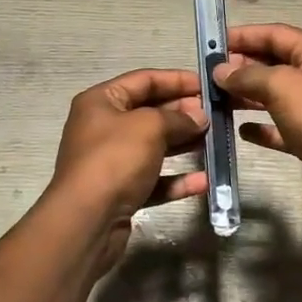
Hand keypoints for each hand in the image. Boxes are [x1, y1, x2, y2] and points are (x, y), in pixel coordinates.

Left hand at [44, 68, 208, 275]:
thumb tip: (199, 117)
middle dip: (183, 113)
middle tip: (215, 115)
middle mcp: (103, 128)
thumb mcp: (149, 127)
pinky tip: (203, 181)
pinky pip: (154, 179)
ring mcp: (111, 162)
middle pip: (149, 113)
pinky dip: (176, 179)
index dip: (176, 80)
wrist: (86, 221)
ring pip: (154, 147)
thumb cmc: (115, 159)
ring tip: (215, 141)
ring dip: (184, 144)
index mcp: (101, 101)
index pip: (143, 80)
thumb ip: (177, 118)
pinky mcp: (121, 192)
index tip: (208, 85)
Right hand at [215, 24, 301, 222]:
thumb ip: (248, 75)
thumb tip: (221, 70)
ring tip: (215, 100)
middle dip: (242, 67)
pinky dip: (261, 127)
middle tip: (209, 75)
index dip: (244, 36)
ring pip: (275, 96)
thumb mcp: (282, 86)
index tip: (212, 43)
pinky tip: (240, 131)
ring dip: (247, 96)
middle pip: (275, 64)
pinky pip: (281, 128)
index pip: (276, 34)